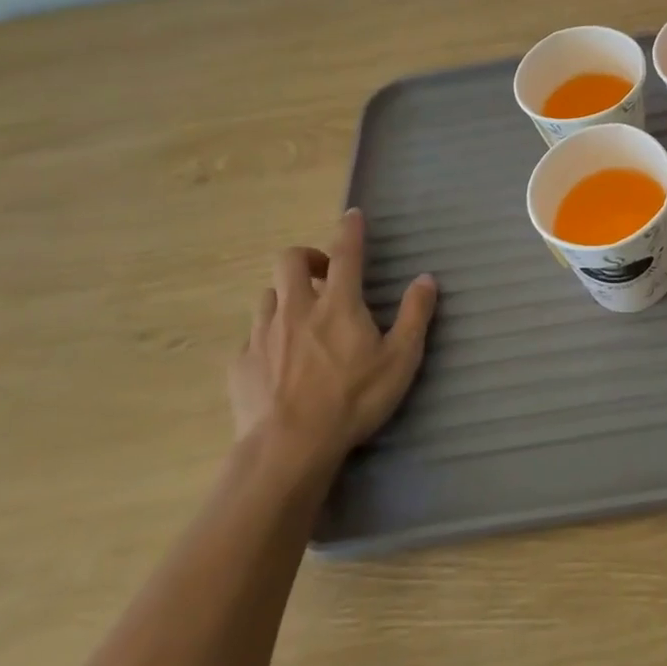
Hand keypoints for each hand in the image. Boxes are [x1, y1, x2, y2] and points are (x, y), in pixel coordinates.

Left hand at [228, 209, 436, 485]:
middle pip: (289, 260)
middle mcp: (296, 308)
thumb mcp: (400, 359)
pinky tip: (278, 360)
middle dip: (305, 258)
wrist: (287, 449)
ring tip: (300, 318)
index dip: (349, 230)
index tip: (351, 215)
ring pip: (267, 295)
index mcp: (337, 304)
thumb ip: (415, 315)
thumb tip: (426, 278)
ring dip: (285, 296)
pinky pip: (252, 335)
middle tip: (322, 275)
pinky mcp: (241, 363)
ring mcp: (262, 335)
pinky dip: (267, 336)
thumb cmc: (352, 400)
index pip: (345, 252)